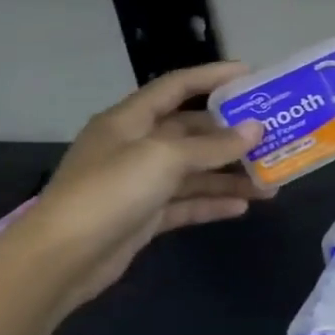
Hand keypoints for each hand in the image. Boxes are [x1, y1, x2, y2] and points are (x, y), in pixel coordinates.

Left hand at [14, 62, 264, 308]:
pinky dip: (214, 202)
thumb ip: (214, 145)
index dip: (213, 76)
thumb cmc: (110, 192)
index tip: (252, 75)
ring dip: (231, 175)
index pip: (177, 86)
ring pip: (196, 171)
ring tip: (271, 181)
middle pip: (193, 131)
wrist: (60, 260)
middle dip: (233, 135)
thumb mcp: (166, 158)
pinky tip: (244, 206)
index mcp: (130, 121)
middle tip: (274, 135)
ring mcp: (139, 183)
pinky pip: (188, 202)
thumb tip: (257, 129)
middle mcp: (135, 147)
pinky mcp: (144, 216)